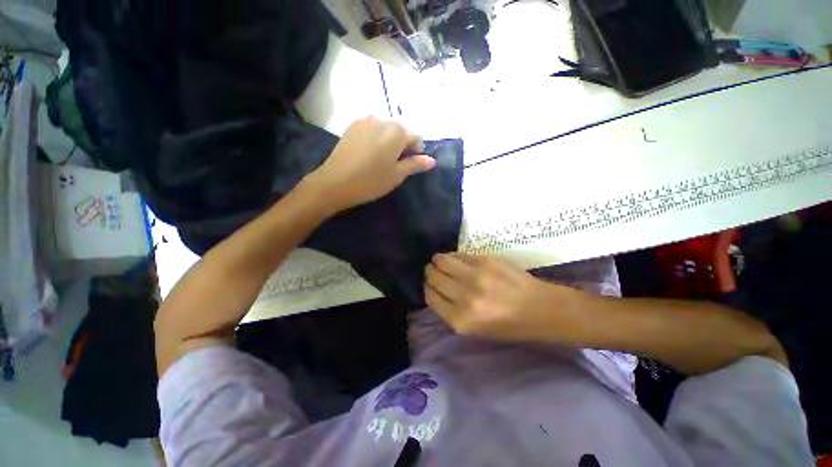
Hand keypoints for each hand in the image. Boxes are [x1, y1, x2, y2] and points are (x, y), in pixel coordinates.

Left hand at [305, 117, 435, 212]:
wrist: (335, 182)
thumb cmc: (371, 180)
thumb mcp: (397, 175)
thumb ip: (416, 164)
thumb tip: (432, 160)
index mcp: (397, 130)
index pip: (416, 136)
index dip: (417, 150)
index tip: (410, 164)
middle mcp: (382, 119)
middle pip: (401, 129)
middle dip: (403, 144)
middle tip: (396, 163)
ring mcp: (365, 120)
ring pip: (386, 128)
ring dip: (389, 140)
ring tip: (382, 159)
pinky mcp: (352, 125)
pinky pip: (372, 128)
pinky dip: (376, 138)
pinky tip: (369, 153)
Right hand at [424, 253, 566, 340]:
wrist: (540, 308)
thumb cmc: (508, 325)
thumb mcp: (474, 329)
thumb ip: (450, 310)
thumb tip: (435, 289)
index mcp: (461, 320)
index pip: (430, 296)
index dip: (428, 288)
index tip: (431, 285)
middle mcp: (464, 297)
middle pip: (433, 277)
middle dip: (430, 272)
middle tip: (434, 271)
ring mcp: (475, 276)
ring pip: (441, 260)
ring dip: (438, 260)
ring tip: (443, 262)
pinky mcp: (485, 260)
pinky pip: (459, 254)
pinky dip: (454, 256)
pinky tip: (458, 259)